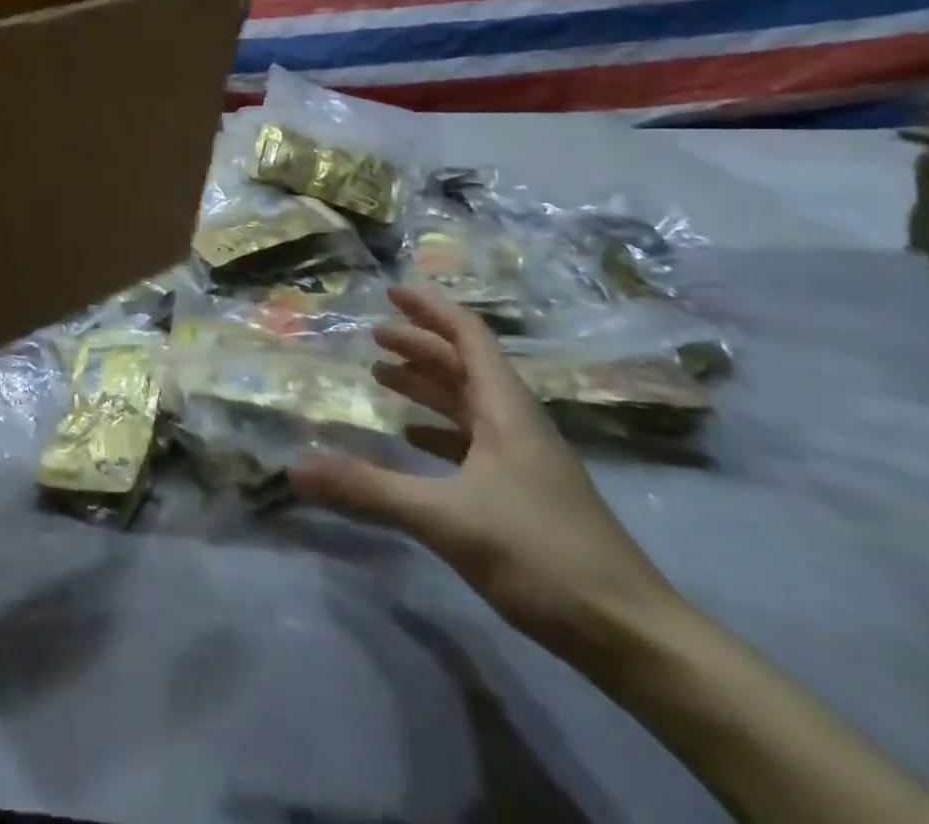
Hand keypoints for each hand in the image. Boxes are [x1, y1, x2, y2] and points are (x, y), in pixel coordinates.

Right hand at [290, 285, 681, 665]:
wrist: (634, 637)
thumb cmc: (543, 555)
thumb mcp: (447, 519)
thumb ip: (369, 490)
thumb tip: (295, 466)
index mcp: (506, 409)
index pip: (468, 336)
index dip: (430, 308)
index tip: (391, 291)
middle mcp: (516, 423)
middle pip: (465, 365)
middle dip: (420, 345)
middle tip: (374, 336)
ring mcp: (525, 460)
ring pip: (469, 403)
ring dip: (428, 385)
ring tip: (383, 378)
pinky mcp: (526, 494)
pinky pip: (473, 441)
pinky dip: (439, 430)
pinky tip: (415, 441)